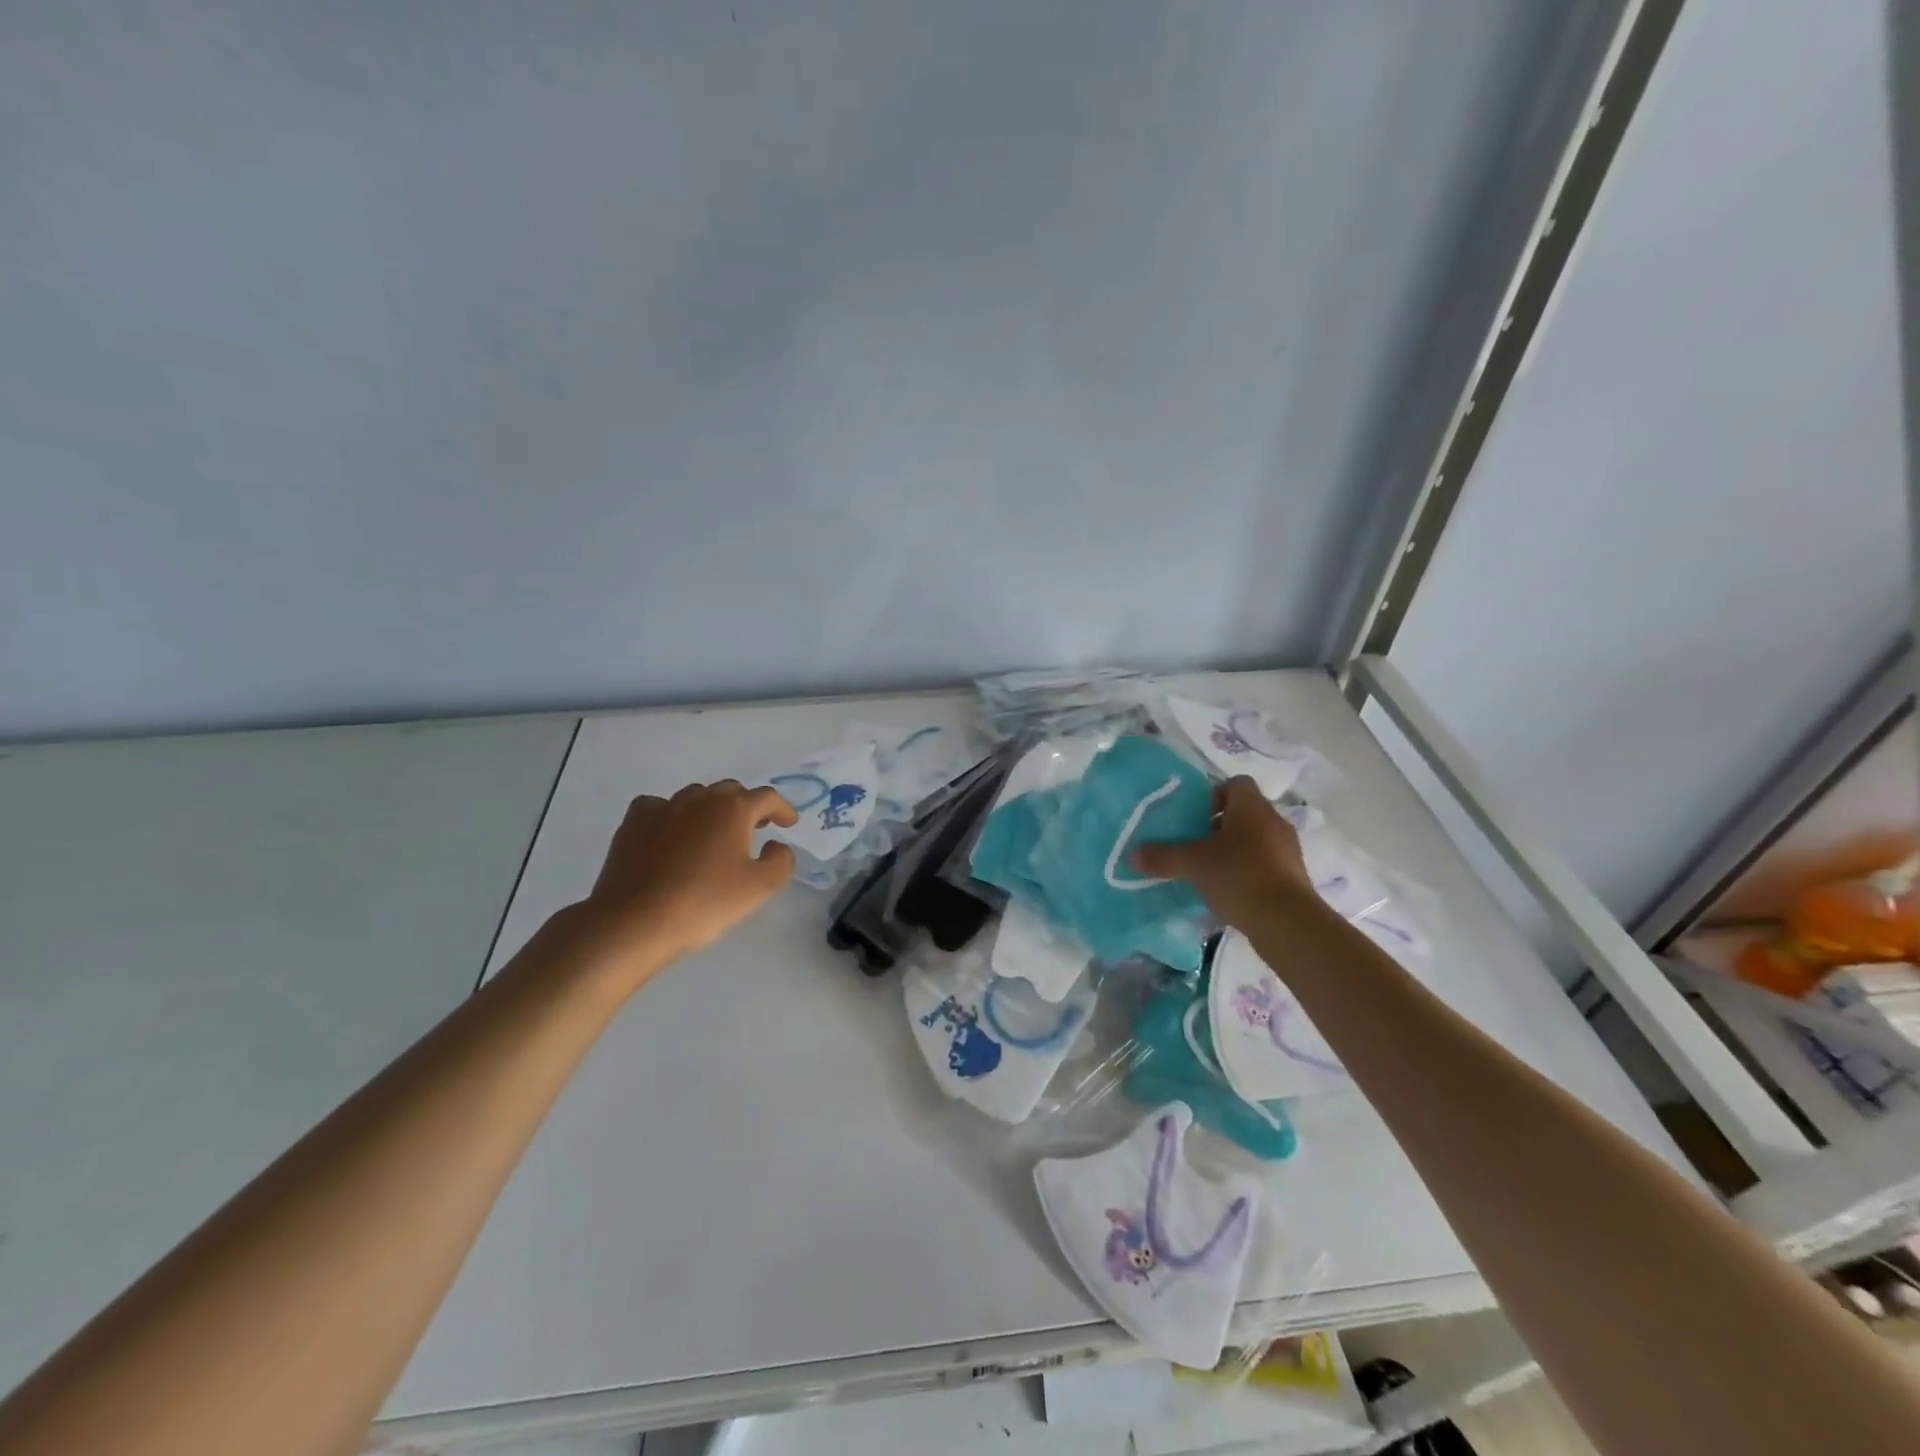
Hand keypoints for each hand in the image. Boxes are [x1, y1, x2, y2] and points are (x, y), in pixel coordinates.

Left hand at [573, 780, 798, 980]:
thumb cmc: (704, 903)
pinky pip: (659, 807)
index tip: (789, 824)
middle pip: (730, 792)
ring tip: (713, 834)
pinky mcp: (633, 823)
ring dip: (710, 810)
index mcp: (733, 809)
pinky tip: (671, 834)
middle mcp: (699, 799)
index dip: (782, 809)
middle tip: (754, 829)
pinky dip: (671, 815)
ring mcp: (663, 807)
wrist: (634, 922)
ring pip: (695, 797)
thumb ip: (780, 861)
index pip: (766, 797)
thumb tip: (776, 845)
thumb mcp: (760, 888)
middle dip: (746, 807)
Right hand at [1132, 776, 1318, 932]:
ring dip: (1233, 850)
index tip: (1196, 817)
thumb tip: (1133, 856)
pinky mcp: (1293, 877)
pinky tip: (1229, 892)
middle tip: (1196, 844)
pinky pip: (1265, 864)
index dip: (1214, 795)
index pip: (1236, 783)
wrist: (1288, 923)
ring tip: (1210, 871)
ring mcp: (1287, 850)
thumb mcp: (1193, 864)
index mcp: (1252, 807)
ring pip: (1255, 839)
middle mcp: (1274, 821)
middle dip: (1219, 826)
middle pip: (1244, 812)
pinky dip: (1247, 872)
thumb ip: (1162, 857)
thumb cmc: (1239, 876)